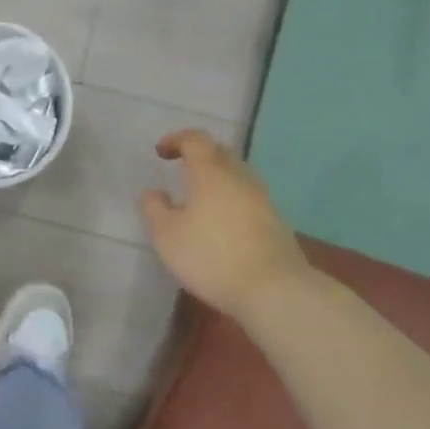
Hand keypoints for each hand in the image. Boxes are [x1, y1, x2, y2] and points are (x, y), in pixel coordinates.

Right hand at [139, 129, 317, 319]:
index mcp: (210, 172)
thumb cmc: (211, 256)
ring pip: (237, 175)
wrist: (274, 289)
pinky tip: (221, 221)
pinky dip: (231, 198)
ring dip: (217, 177)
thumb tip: (154, 192)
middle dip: (199, 155)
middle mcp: (239, 177)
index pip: (195, 139)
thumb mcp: (167, 235)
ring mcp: (262, 199)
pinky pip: (247, 197)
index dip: (176, 140)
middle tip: (181, 168)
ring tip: (199, 196)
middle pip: (220, 153)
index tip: (160, 152)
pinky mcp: (275, 221)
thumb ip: (155, 209)